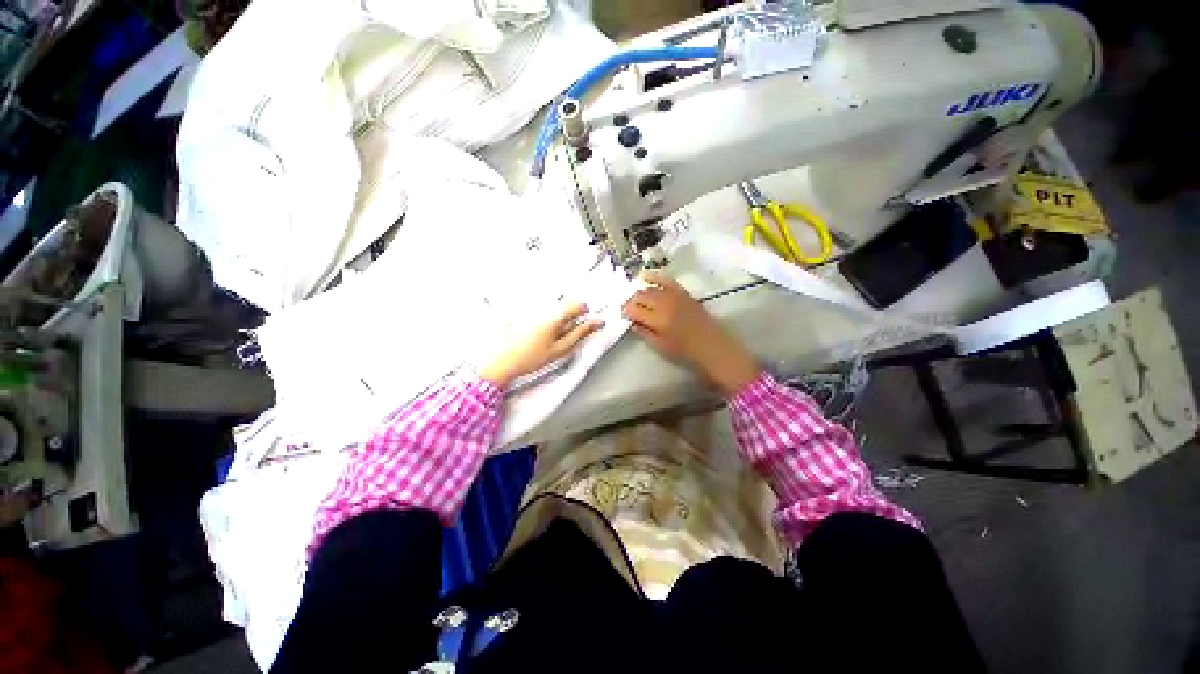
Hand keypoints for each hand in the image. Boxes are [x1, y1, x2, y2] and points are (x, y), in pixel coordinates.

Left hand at [480, 302, 603, 387]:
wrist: (501, 360)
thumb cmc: (529, 357)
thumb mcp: (560, 349)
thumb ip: (581, 333)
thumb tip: (596, 323)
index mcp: (555, 315)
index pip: (580, 304)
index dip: (587, 315)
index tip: (586, 324)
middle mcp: (544, 307)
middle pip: (567, 305)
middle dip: (572, 318)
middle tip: (568, 336)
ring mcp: (533, 308)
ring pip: (555, 309)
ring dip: (559, 321)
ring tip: (551, 339)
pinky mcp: (524, 313)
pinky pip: (543, 312)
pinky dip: (547, 322)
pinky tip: (540, 337)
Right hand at [622, 271, 758, 395]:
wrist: (711, 345)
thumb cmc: (684, 351)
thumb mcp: (659, 346)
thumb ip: (643, 332)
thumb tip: (631, 321)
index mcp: (657, 319)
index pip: (633, 309)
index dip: (625, 311)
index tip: (622, 315)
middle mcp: (664, 303)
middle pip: (639, 296)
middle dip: (630, 302)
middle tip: (628, 309)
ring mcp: (674, 295)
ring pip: (649, 288)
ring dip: (639, 292)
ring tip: (636, 300)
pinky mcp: (683, 292)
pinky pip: (665, 279)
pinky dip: (654, 276)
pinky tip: (644, 275)